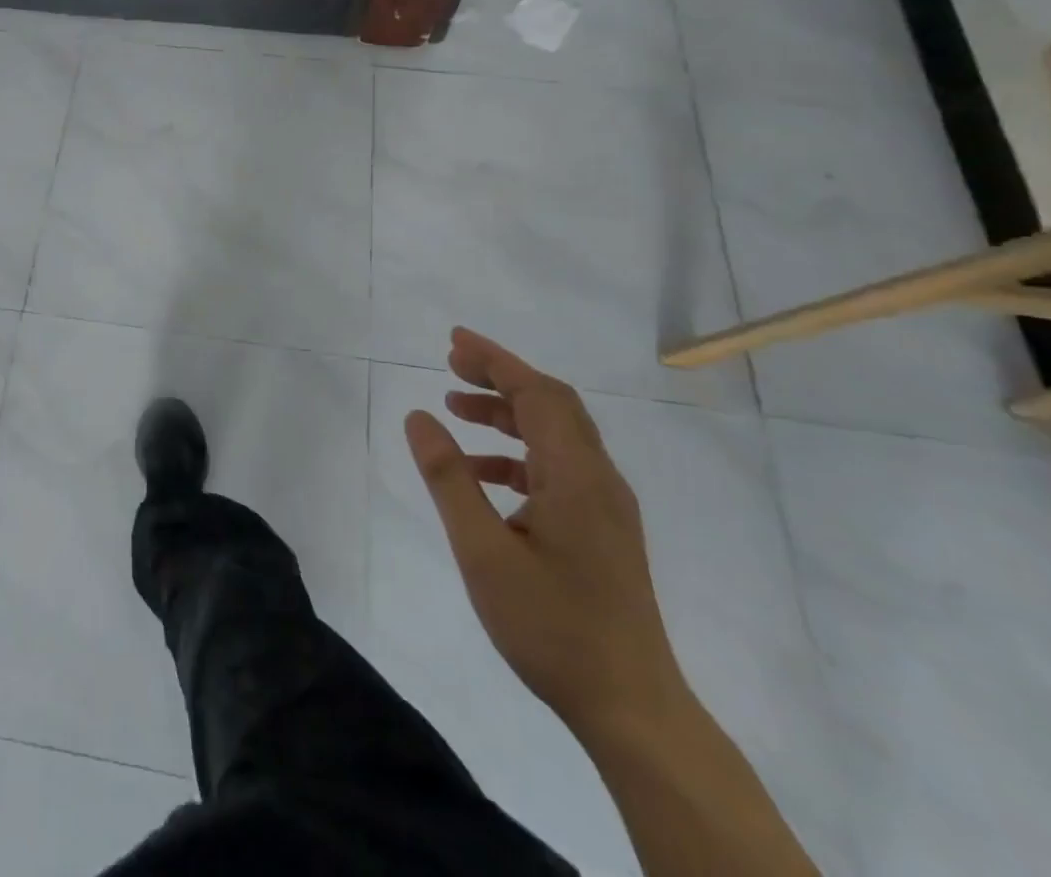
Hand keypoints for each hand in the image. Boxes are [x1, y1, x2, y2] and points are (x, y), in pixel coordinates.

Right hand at [404, 328, 687, 740]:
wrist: (632, 709)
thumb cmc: (552, 626)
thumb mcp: (483, 551)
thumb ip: (449, 478)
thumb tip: (419, 417)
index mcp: (576, 476)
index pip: (537, 393)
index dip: (495, 360)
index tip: (453, 341)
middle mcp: (599, 479)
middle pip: (552, 404)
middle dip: (500, 377)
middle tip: (451, 363)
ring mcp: (605, 505)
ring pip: (555, 435)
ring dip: (506, 414)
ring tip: (454, 409)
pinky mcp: (602, 529)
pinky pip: (557, 468)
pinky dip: (516, 453)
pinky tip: (481, 472)